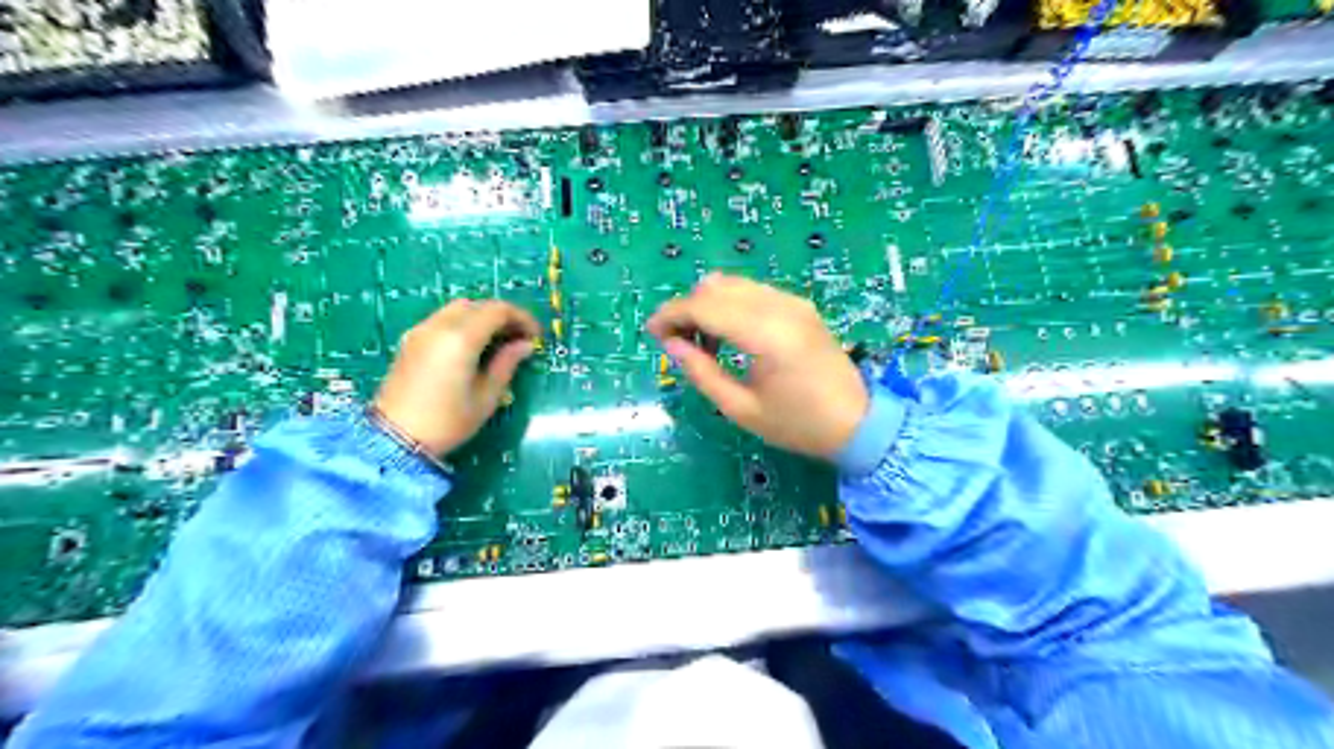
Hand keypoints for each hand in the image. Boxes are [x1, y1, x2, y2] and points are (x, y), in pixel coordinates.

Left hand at [373, 298, 537, 453]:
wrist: (394, 439)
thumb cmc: (447, 422)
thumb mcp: (486, 398)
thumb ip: (506, 365)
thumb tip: (524, 345)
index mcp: (461, 339)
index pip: (498, 310)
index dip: (522, 318)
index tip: (536, 336)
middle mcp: (439, 326)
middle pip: (478, 304)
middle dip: (503, 316)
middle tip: (520, 338)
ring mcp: (421, 331)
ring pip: (459, 308)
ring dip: (483, 317)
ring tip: (498, 341)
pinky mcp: (410, 340)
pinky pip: (443, 319)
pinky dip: (464, 323)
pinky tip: (473, 346)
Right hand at [649, 273, 876, 457]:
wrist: (857, 423)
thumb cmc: (797, 424)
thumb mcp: (741, 409)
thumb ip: (701, 372)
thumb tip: (671, 344)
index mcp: (766, 335)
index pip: (705, 306)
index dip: (672, 314)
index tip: (652, 333)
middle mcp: (780, 307)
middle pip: (716, 287)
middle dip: (687, 308)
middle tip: (674, 341)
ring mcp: (793, 302)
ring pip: (733, 284)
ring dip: (708, 304)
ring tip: (701, 342)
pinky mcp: (800, 305)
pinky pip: (753, 292)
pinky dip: (730, 304)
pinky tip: (729, 335)